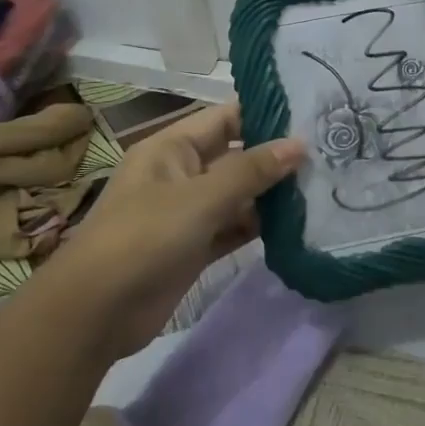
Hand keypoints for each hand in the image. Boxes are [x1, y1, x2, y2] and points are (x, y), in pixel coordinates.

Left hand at [51, 101, 302, 360]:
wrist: (96, 312)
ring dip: (272, 194)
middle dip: (276, 156)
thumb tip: (300, 144)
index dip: (265, 114)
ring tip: (324, 187)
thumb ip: (251, 170)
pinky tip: (297, 225)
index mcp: (172, 148)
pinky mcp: (194, 248)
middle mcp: (180, 174)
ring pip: (238, 194)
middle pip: (235, 156)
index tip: (312, 114)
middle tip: (329, 152)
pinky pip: (233, 227)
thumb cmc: (145, 237)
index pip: (225, 118)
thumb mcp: (200, 197)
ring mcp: (187, 213)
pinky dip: (260, 226)